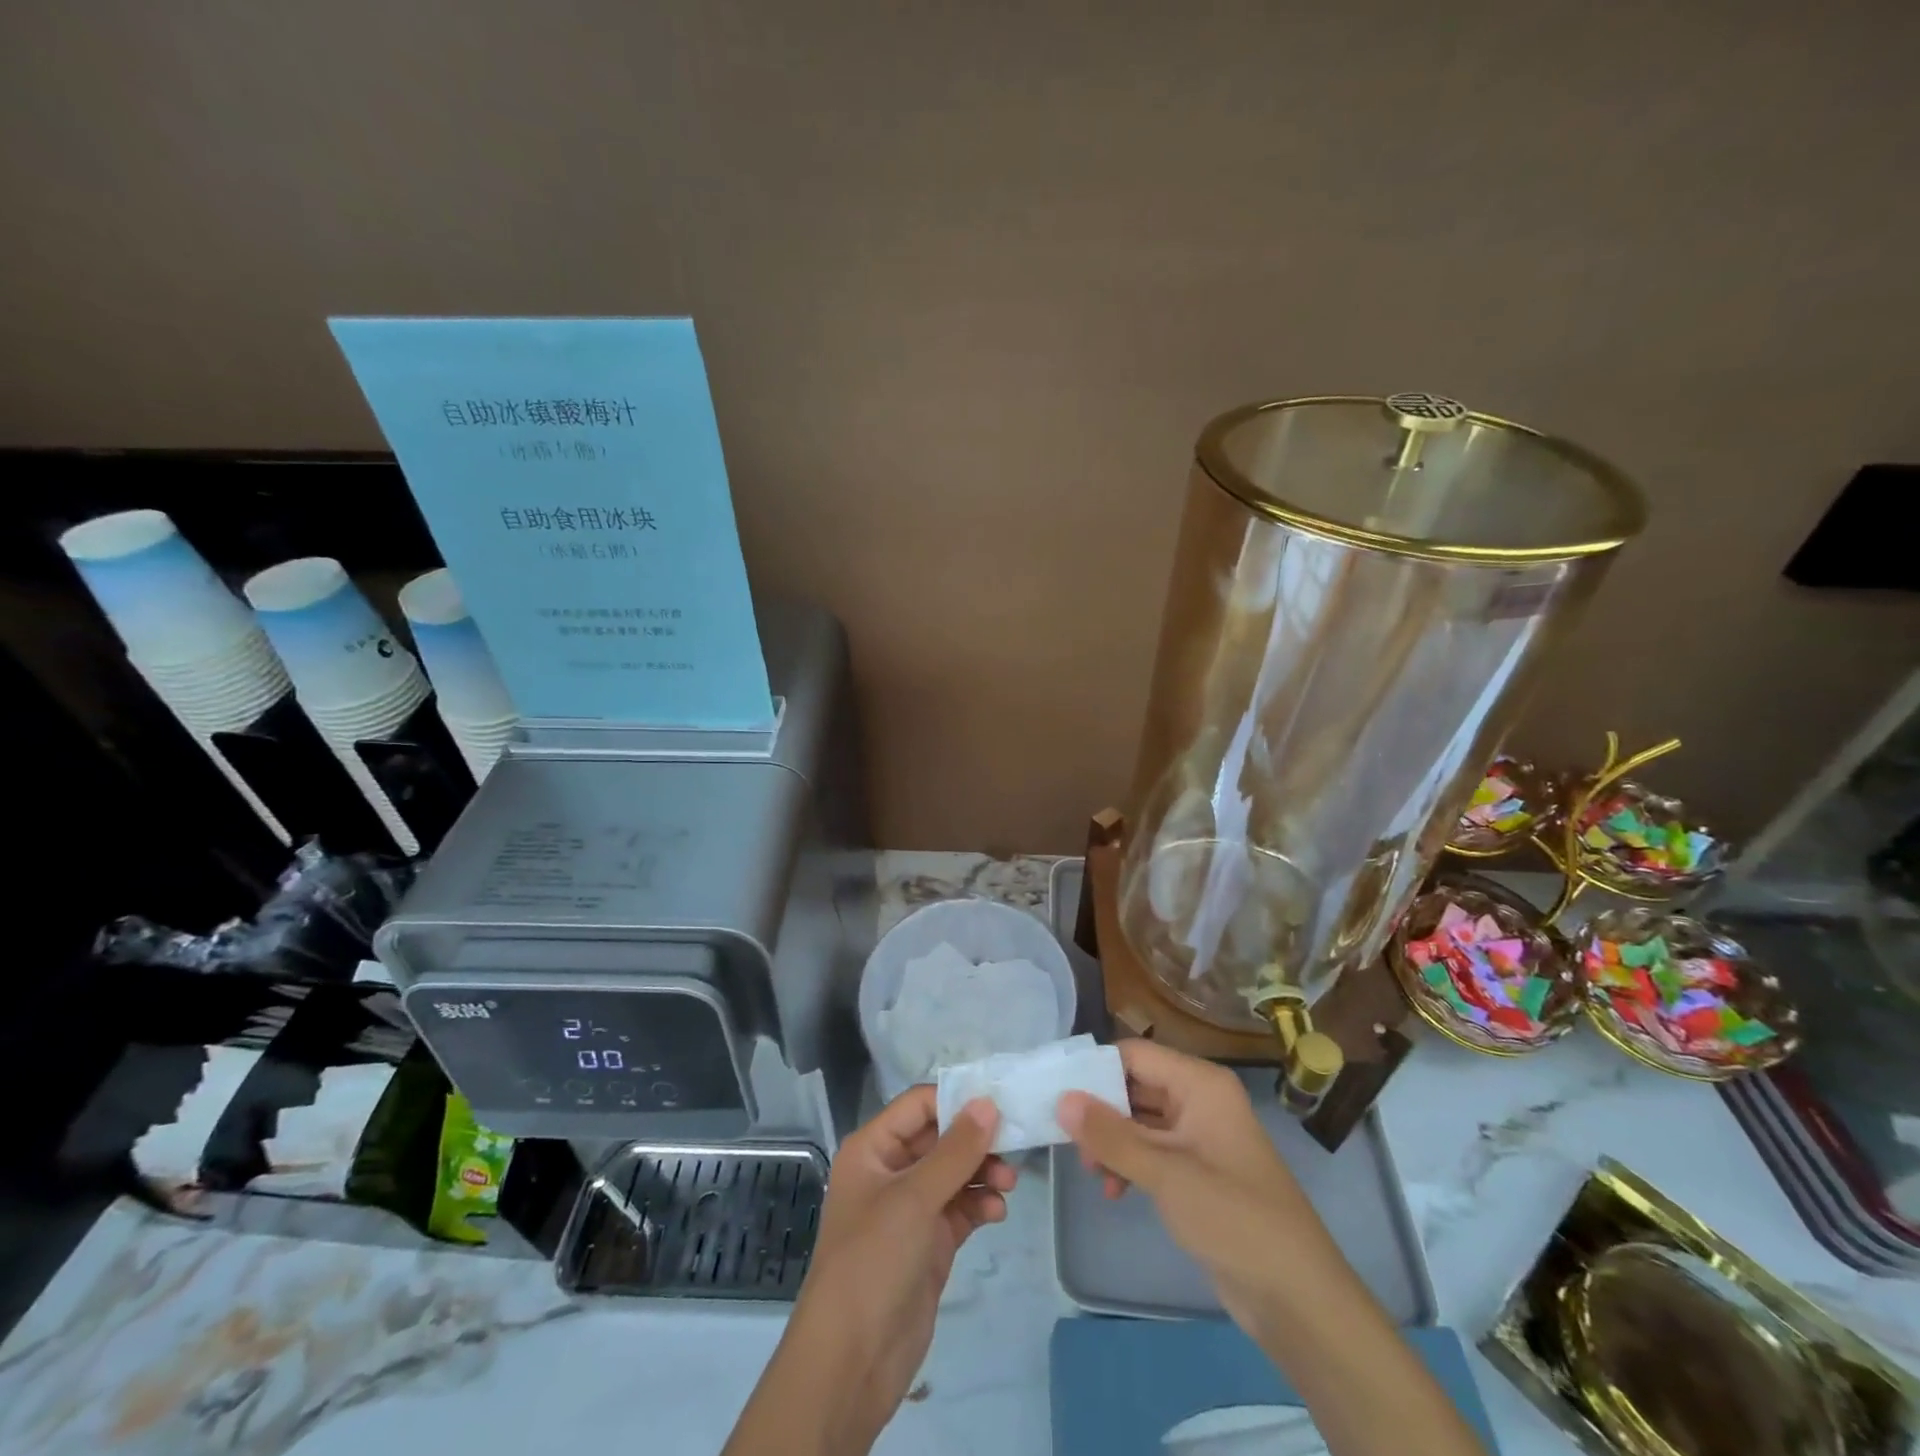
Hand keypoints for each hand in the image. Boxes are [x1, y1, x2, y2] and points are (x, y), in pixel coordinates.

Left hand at [724, 1087, 1015, 1455]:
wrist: (851, 1362)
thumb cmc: (873, 1261)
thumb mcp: (914, 1198)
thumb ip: (955, 1150)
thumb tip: (988, 1103)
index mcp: (873, 1149)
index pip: (919, 1106)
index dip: (956, 1101)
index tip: (1000, 1104)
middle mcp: (890, 1171)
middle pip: (940, 1138)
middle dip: (976, 1140)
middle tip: (1015, 1145)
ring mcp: (910, 1209)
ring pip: (954, 1173)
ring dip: (982, 1173)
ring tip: (1009, 1184)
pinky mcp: (928, 1242)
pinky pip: (959, 1208)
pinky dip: (979, 1205)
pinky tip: (997, 1212)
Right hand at [1056, 1038, 1337, 1336]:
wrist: (1297, 1297)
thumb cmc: (1233, 1217)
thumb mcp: (1165, 1173)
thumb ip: (1111, 1135)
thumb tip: (1061, 1099)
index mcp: (1200, 1084)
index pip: (1135, 1055)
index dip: (1095, 1070)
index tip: (1057, 1094)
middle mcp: (1200, 1099)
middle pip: (1136, 1085)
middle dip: (1101, 1111)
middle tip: (1067, 1139)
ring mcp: (1201, 1135)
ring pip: (1141, 1120)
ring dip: (1113, 1141)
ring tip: (1091, 1170)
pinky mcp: (1199, 1169)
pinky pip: (1153, 1149)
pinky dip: (1130, 1163)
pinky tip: (1114, 1190)